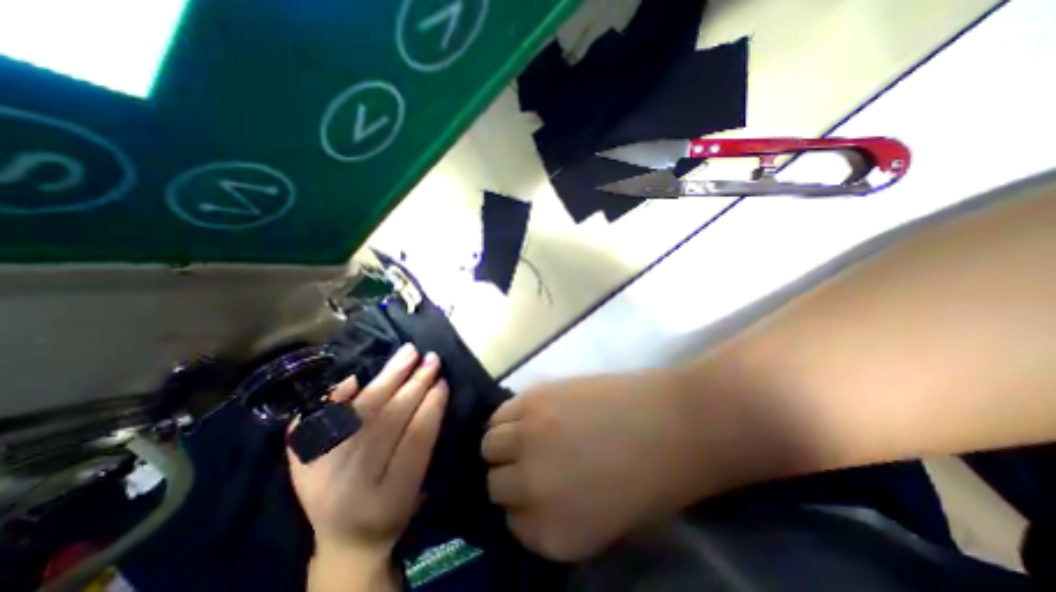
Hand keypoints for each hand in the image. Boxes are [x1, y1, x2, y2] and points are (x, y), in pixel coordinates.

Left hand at [287, 342, 448, 558]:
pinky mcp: (299, 466)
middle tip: (431, 359)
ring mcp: (319, 476)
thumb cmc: (395, 509)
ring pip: (357, 416)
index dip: (431, 408)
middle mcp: (351, 489)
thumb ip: (426, 443)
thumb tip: (431, 395)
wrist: (345, 540)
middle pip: (386, 424)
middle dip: (413, 386)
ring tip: (408, 353)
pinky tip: (354, 378)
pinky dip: (335, 398)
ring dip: (386, 379)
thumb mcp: (421, 487)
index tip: (444, 382)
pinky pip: (313, 425)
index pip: (415, 442)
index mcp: (389, 498)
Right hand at [482, 372, 699, 560]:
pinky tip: (527, 413)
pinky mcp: (535, 399)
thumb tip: (532, 494)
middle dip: (510, 474)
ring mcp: (530, 437)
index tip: (534, 489)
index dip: (523, 504)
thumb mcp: (604, 521)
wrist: (673, 423)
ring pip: (490, 444)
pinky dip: (507, 416)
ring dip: (503, 442)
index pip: (513, 523)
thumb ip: (560, 514)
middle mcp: (531, 486)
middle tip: (528, 458)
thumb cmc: (651, 479)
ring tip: (524, 433)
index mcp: (553, 533)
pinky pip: (501, 412)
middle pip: (496, 483)